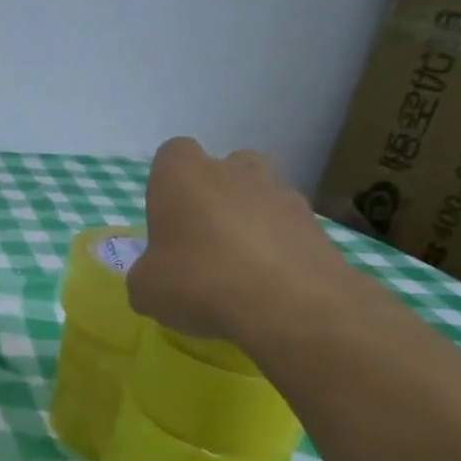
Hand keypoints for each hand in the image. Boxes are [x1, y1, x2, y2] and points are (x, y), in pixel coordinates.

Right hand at [126, 137, 350, 347]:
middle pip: (223, 167)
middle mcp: (233, 171)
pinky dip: (278, 247)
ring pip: (260, 194)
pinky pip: (288, 228)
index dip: (167, 183)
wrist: (291, 306)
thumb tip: (153, 277)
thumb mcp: (146, 290)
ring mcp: (281, 193)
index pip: (172, 154)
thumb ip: (144, 275)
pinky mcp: (316, 224)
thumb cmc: (200, 283)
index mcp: (183, 176)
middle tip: (203, 238)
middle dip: (214, 195)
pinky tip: (269, 284)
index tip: (166, 217)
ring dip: (250, 218)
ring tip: (241, 264)